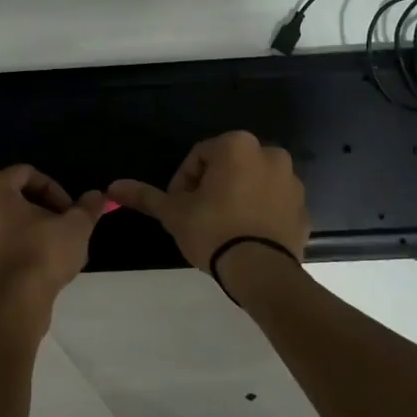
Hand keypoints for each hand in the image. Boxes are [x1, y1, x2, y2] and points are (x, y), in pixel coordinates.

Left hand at [0, 165, 104, 310]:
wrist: (18, 304)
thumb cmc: (43, 253)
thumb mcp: (75, 226)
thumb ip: (87, 207)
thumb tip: (98, 196)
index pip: (27, 174)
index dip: (55, 189)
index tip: (71, 211)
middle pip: (14, 196)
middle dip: (43, 208)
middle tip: (65, 225)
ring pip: (4, 219)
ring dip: (30, 226)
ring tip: (55, 244)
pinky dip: (16, 244)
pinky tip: (39, 261)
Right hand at [109, 131, 308, 272]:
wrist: (261, 270)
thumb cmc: (213, 230)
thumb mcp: (174, 212)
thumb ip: (146, 195)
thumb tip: (113, 187)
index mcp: (237, 146)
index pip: (198, 155)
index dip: (183, 182)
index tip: (179, 207)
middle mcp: (269, 154)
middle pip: (227, 166)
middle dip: (211, 188)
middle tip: (197, 217)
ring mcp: (291, 181)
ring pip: (251, 183)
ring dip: (235, 198)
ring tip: (221, 228)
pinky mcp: (303, 208)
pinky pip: (272, 204)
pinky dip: (258, 213)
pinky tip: (244, 236)